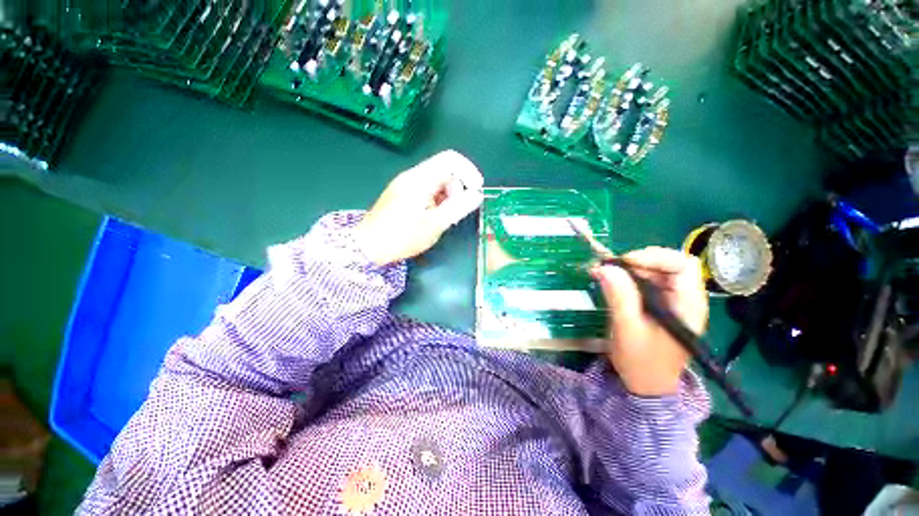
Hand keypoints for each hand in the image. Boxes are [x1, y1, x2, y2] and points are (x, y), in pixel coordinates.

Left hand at [355, 150, 484, 265]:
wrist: (368, 246)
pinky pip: (428, 189)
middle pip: (445, 170)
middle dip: (458, 188)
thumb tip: (477, 195)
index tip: (476, 190)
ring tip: (445, 218)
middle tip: (456, 212)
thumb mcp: (434, 224)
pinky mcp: (404, 194)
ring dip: (448, 196)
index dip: (469, 171)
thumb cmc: (402, 236)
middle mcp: (413, 176)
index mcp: (420, 179)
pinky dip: (438, 200)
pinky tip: (435, 216)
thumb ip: (458, 208)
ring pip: (437, 181)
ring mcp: (407, 184)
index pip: (451, 160)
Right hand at [591, 247, 707, 396]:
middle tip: (611, 268)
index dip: (655, 257)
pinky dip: (628, 278)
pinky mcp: (659, 305)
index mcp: (688, 305)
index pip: (683, 265)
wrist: (646, 385)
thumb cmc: (642, 361)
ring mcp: (673, 302)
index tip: (624, 262)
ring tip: (606, 274)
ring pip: (656, 271)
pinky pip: (646, 282)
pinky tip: (612, 282)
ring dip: (631, 269)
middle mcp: (685, 299)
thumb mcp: (628, 328)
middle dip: (638, 261)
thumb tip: (605, 267)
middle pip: (669, 264)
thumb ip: (619, 296)